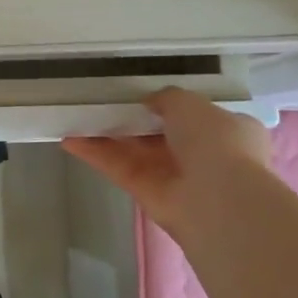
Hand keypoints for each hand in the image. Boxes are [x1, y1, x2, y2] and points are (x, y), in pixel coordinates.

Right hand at [61, 88, 272, 248]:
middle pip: (159, 135)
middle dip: (132, 121)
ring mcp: (174, 178)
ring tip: (76, 118)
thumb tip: (150, 102)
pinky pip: (120, 169)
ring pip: (135, 153)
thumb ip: (167, 98)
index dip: (168, 107)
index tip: (141, 97)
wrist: (219, 200)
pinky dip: (97, 155)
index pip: (195, 117)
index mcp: (227, 131)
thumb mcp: (191, 104)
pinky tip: (70, 140)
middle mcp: (203, 156)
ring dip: (107, 136)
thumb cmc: (216, 142)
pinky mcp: (149, 195)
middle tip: (102, 104)